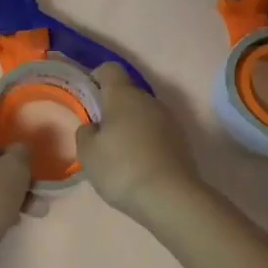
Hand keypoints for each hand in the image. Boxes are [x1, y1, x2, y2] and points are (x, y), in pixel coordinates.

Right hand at [75, 62, 202, 222]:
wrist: (171, 198)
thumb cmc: (122, 168)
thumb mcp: (88, 153)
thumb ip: (85, 132)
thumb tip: (93, 127)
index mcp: (123, 95)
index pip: (109, 69)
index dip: (96, 78)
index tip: (88, 99)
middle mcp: (149, 100)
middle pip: (127, 93)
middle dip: (112, 108)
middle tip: (99, 134)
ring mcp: (169, 120)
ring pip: (143, 113)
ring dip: (130, 126)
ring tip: (119, 155)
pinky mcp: (181, 141)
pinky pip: (156, 132)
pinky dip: (146, 142)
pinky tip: (138, 166)